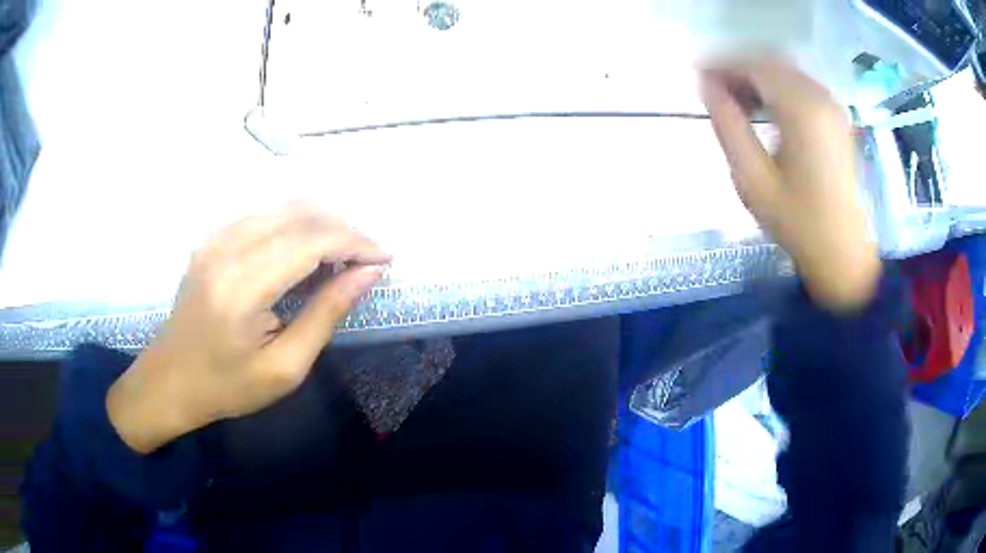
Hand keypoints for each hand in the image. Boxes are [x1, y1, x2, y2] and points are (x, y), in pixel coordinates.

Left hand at [107, 206, 389, 453]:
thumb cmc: (227, 386)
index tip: (385, 257)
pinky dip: (294, 224)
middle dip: (344, 229)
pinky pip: (263, 215)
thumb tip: (367, 274)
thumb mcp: (284, 368)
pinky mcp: (211, 239)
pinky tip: (305, 248)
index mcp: (242, 286)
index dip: (355, 242)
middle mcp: (227, 248)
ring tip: (343, 253)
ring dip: (321, 223)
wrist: (170, 380)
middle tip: (368, 258)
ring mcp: (215, 238)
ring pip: (283, 208)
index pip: (311, 240)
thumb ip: (325, 315)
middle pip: (300, 215)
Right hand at [701, 58, 880, 311]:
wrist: (842, 251)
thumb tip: (706, 86)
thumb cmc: (797, 221)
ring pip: (786, 72)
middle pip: (771, 64)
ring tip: (735, 102)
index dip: (722, 66)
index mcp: (802, 110)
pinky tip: (764, 109)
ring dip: (757, 79)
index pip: (754, 67)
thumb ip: (728, 126)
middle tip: (714, 91)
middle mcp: (820, 98)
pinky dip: (777, 89)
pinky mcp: (837, 118)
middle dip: (739, 70)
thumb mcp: (753, 179)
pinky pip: (800, 86)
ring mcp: (832, 106)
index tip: (698, 78)